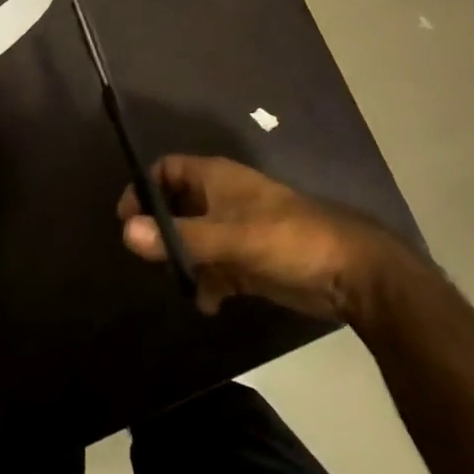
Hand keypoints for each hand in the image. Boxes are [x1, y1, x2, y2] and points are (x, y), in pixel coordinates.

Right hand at [118, 156, 404, 320]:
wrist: (349, 273)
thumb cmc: (287, 239)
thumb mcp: (230, 238)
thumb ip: (180, 237)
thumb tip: (125, 233)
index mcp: (216, 178)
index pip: (167, 169)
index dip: (143, 188)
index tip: (127, 220)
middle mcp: (222, 199)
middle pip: (176, 206)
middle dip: (161, 231)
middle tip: (147, 257)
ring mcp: (236, 230)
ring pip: (194, 239)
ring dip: (184, 261)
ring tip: (179, 284)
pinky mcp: (248, 260)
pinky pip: (215, 267)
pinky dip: (207, 283)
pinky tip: (209, 305)